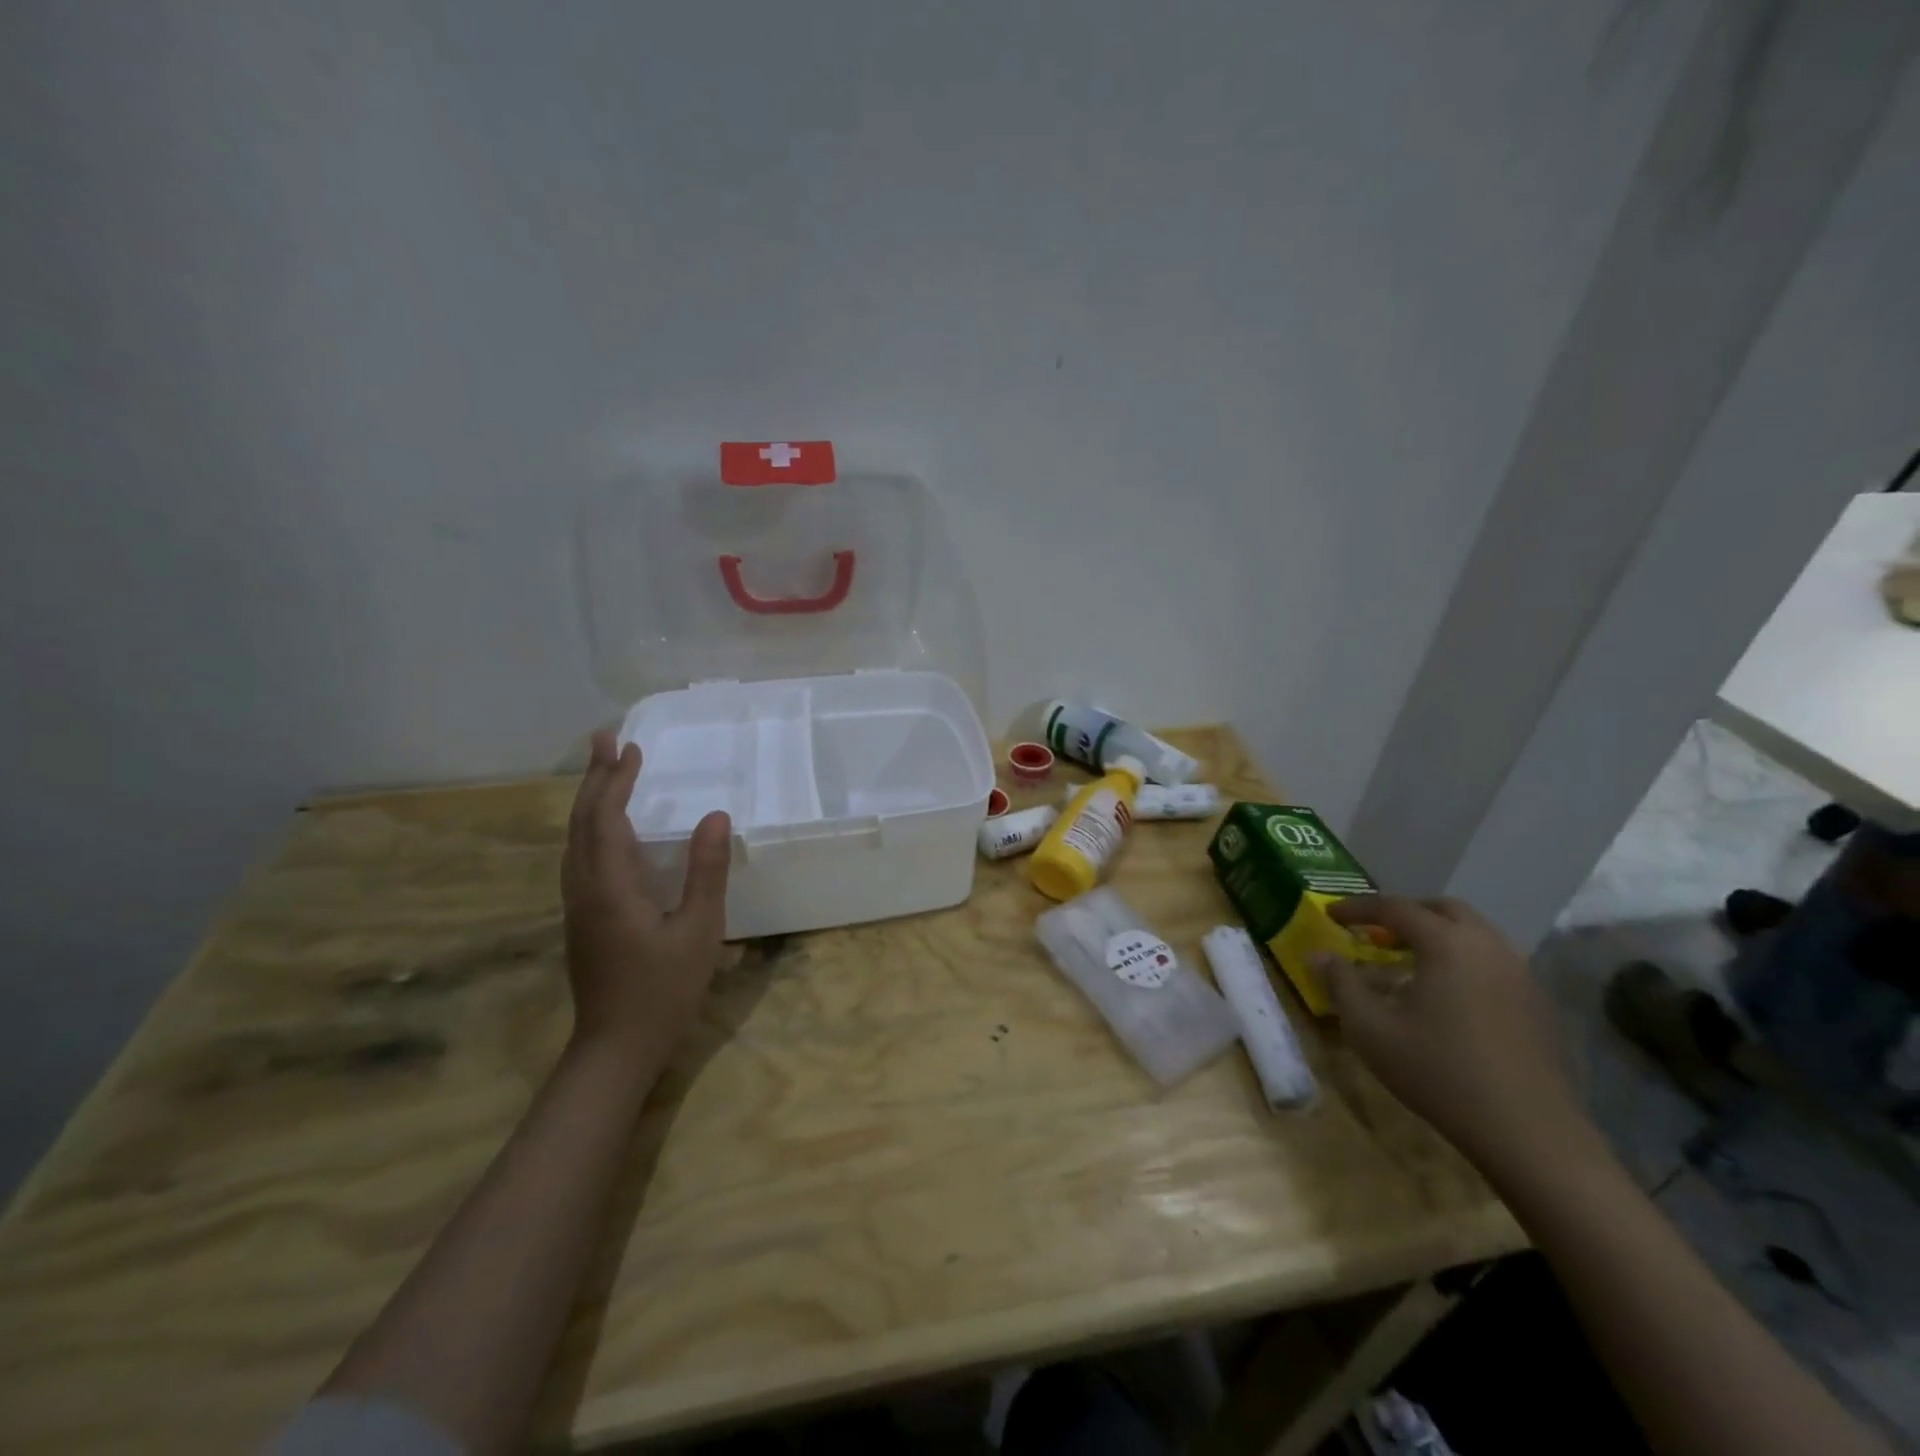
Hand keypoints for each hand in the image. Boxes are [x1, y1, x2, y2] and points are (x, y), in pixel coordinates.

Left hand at [561, 730, 731, 1067]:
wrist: (616, 1048)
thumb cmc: (663, 990)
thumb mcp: (699, 930)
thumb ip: (706, 871)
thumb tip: (715, 815)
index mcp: (610, 886)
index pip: (605, 818)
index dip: (615, 780)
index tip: (630, 747)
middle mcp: (584, 888)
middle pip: (581, 822)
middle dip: (595, 779)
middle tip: (607, 740)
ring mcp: (578, 905)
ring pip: (575, 840)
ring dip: (589, 800)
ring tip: (606, 772)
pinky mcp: (583, 918)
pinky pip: (580, 857)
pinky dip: (592, 827)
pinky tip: (607, 829)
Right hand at [1312, 895, 1595, 1174]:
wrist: (1529, 1134)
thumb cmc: (1438, 1072)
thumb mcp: (1371, 1029)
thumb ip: (1341, 984)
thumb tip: (1320, 955)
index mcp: (1447, 944)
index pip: (1394, 908)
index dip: (1357, 908)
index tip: (1331, 914)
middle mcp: (1488, 946)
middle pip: (1442, 909)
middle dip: (1404, 912)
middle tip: (1374, 931)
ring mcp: (1520, 973)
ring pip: (1473, 933)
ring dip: (1437, 934)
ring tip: (1407, 959)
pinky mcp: (1537, 1002)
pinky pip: (1493, 960)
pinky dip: (1462, 958)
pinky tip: (1446, 993)